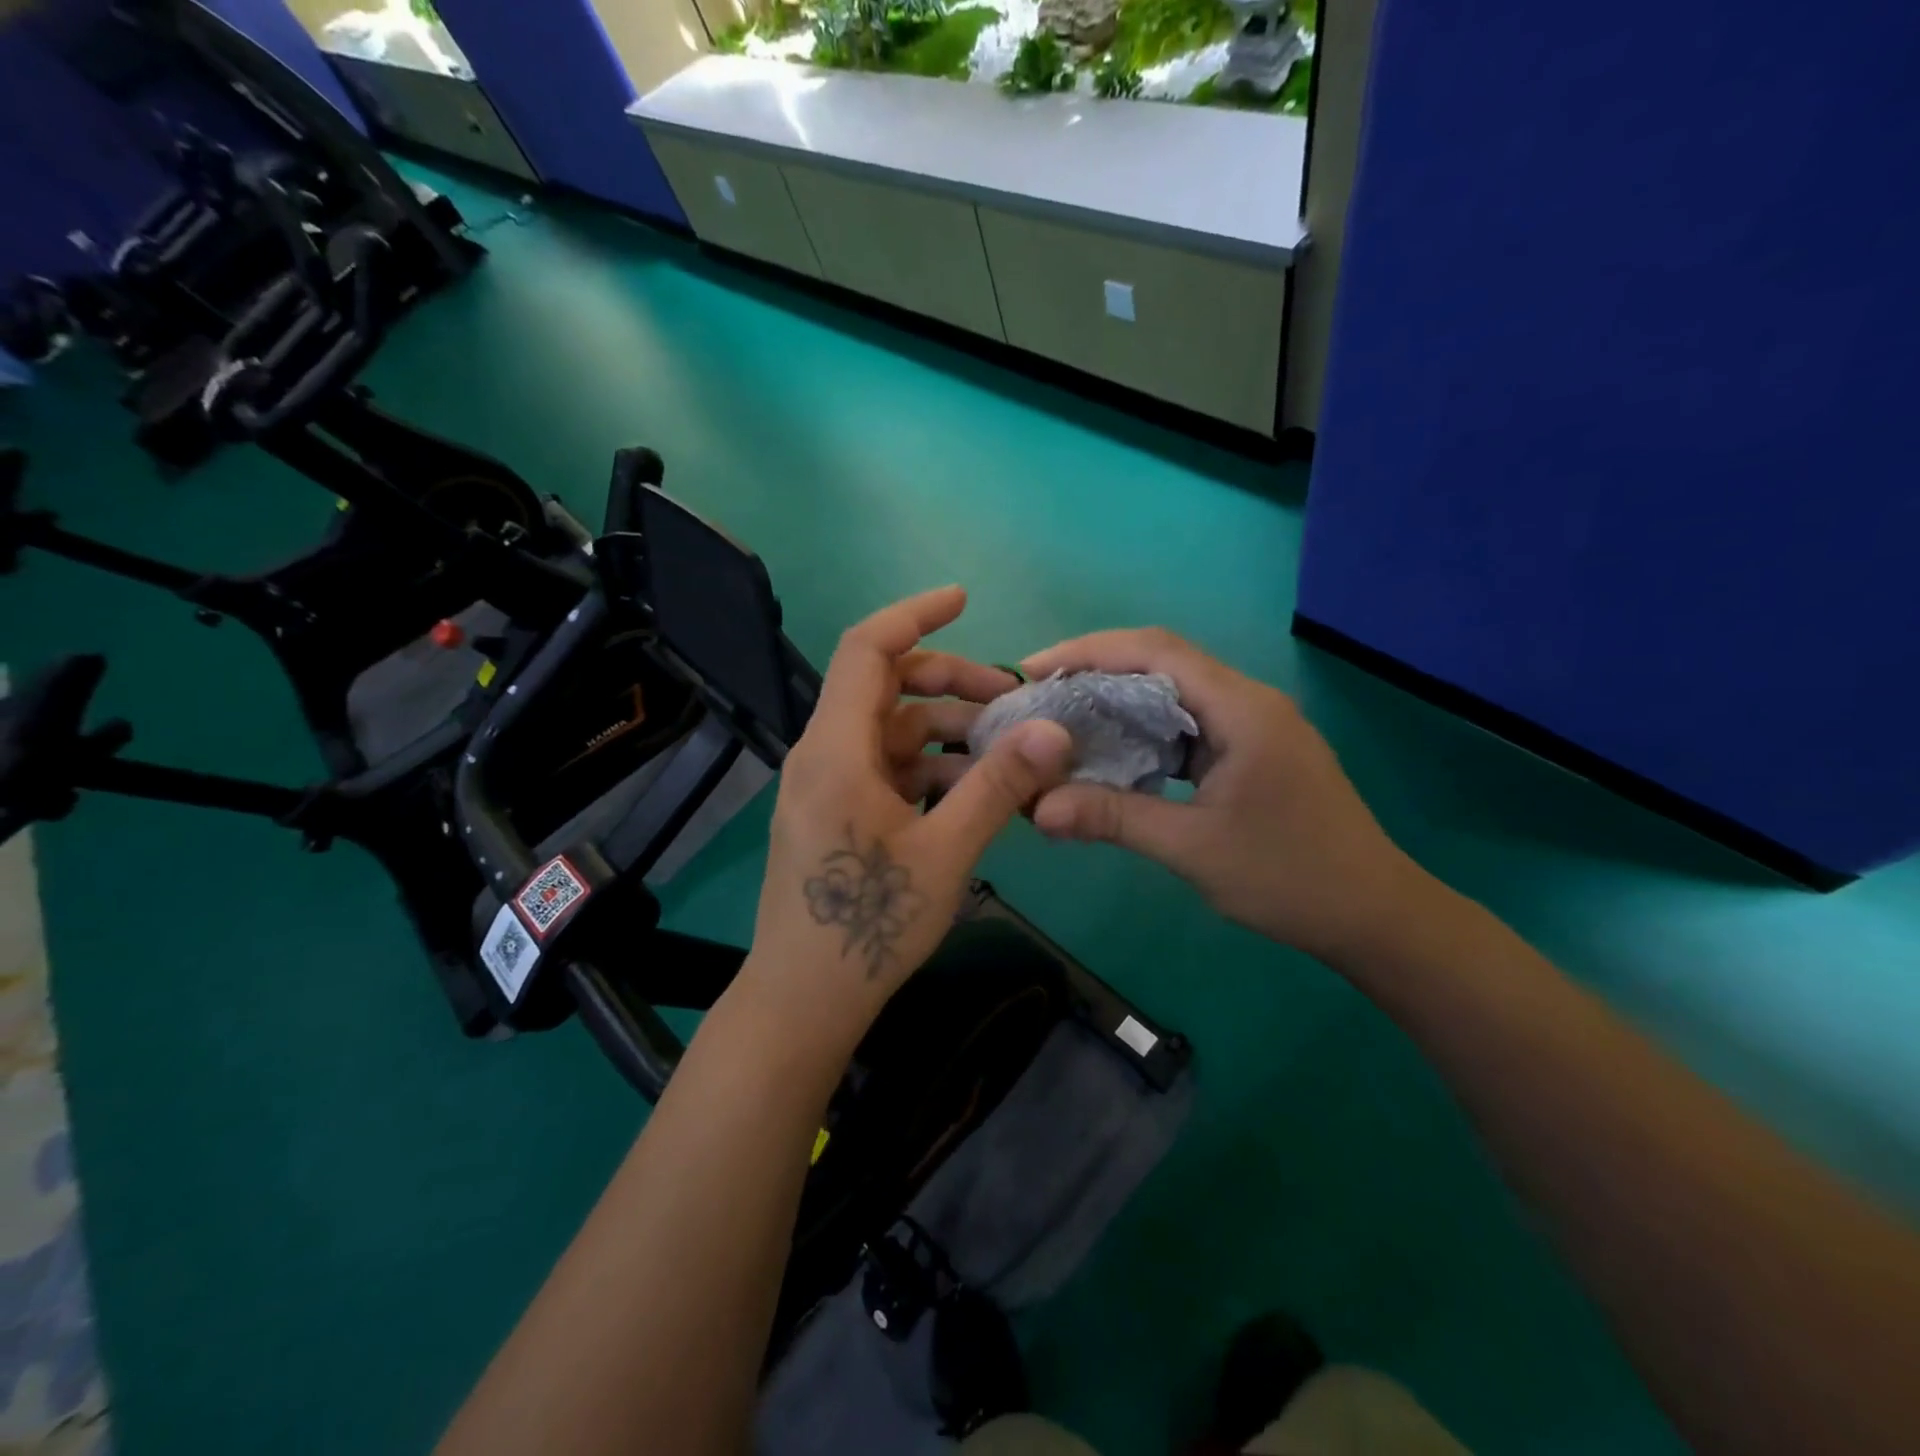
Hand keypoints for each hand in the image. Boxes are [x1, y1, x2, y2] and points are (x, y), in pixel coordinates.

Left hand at [741, 587, 1073, 1045]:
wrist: (805, 998)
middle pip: (886, 688)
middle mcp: (824, 754)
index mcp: (837, 749)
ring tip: (1006, 754)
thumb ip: (999, 784)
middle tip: (1010, 701)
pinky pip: (886, 769)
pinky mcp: (835, 813)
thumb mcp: (947, 851)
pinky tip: (972, 792)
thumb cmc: (870, 924)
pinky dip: (929, 768)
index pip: (867, 649)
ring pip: (891, 732)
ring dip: (946, 732)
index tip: (964, 600)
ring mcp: (827, 785)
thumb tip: (1053, 729)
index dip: (915, 614)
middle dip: (950, 683)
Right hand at [1022, 629, 1420, 967]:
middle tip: (1039, 696)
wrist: (1374, 915)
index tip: (1033, 669)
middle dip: (1096, 671)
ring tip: (1064, 721)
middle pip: (1163, 662)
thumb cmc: (1289, 878)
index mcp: (1242, 708)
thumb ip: (1113, 818)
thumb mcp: (1192, 848)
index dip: (1089, 650)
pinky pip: (1189, 724)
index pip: (1155, 651)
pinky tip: (1114, 754)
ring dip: (1120, 700)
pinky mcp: (1253, 750)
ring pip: (1175, 692)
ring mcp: (1254, 725)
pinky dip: (1145, 731)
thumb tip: (1037, 809)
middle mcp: (1249, 701)